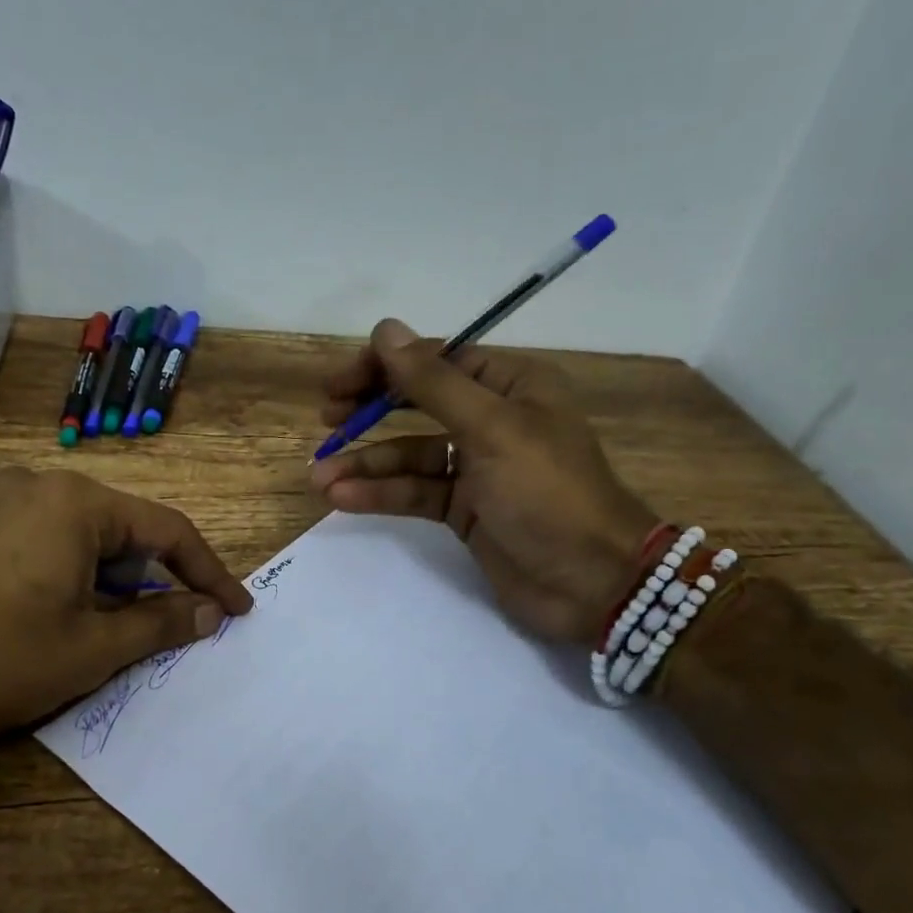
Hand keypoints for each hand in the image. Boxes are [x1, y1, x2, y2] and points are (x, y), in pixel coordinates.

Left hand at [0, 468, 252, 745]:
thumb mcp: (90, 649)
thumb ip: (160, 623)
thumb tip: (210, 611)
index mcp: (76, 502)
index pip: (168, 530)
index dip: (209, 573)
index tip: (237, 609)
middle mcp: (37, 483)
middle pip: (122, 528)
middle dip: (150, 579)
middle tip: (165, 628)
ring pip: (80, 535)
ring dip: (107, 579)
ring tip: (104, 630)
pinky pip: (40, 538)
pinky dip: (67, 572)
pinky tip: (53, 615)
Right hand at [310, 319, 657, 642]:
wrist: (592, 583)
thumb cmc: (547, 493)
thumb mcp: (491, 429)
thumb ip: (433, 382)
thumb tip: (385, 329)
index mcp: (511, 385)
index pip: (436, 359)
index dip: (384, 366)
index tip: (338, 384)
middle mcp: (493, 418)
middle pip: (418, 403)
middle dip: (370, 411)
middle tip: (326, 419)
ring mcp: (477, 467)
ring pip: (410, 454)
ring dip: (366, 464)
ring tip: (320, 478)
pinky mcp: (464, 509)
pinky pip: (415, 491)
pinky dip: (381, 494)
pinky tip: (343, 499)